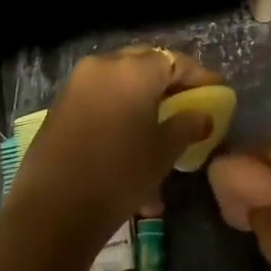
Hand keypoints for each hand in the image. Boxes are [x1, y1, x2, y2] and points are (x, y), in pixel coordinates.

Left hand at [3, 46, 221, 238]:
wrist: (54, 208)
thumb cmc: (120, 174)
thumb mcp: (163, 151)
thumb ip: (187, 125)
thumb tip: (202, 115)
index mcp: (134, 70)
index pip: (175, 61)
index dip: (199, 76)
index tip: (216, 91)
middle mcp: (104, 66)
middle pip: (145, 63)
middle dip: (168, 81)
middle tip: (187, 102)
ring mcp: (78, 83)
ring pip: (121, 81)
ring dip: (142, 96)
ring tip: (160, 125)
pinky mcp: (61, 104)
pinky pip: (100, 96)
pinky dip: (120, 108)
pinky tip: (131, 138)